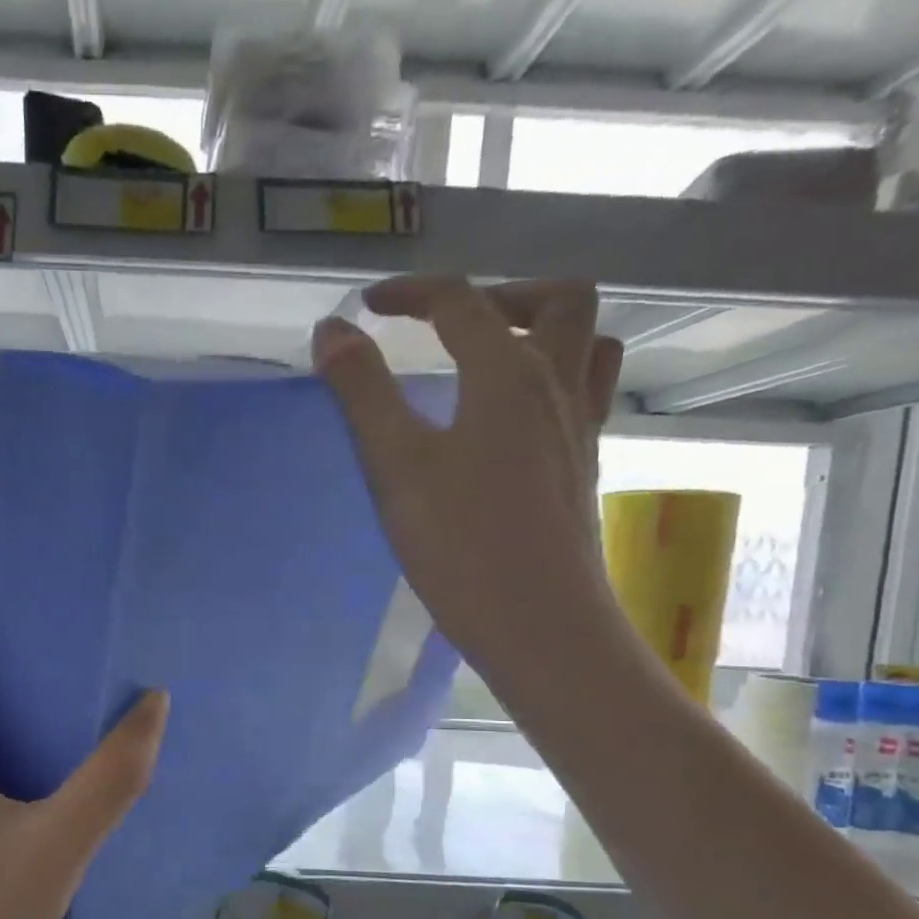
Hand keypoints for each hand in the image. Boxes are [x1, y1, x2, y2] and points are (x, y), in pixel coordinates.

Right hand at [312, 274, 623, 685]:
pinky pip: (585, 394)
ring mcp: (579, 430)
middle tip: (448, 324)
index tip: (365, 309)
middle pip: (558, 300)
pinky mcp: (583, 468)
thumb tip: (331, 330)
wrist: (539, 625)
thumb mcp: (397, 465)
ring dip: (544, 329)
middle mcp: (556, 388)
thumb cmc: (461, 545)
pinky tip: (514, 418)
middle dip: (499, 294)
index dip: (410, 293)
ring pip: (588, 344)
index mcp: (508, 376)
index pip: (460, 303)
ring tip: (494, 355)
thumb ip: (363, 392)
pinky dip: (554, 377)